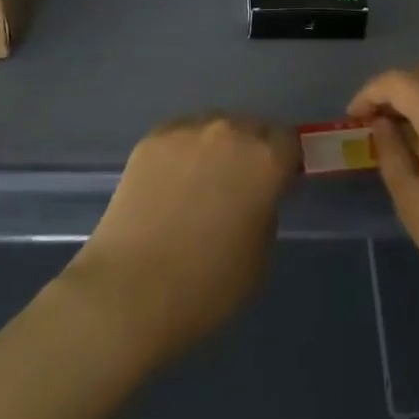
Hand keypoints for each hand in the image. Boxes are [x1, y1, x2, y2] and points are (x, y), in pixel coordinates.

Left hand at [64, 114, 298, 362]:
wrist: (130, 291)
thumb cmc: (206, 286)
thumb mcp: (260, 257)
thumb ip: (265, 211)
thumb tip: (254, 195)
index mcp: (265, 160)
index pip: (288, 142)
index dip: (284, 164)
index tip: (275, 185)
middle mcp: (230, 132)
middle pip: (251, 128)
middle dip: (250, 151)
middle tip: (236, 187)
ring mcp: (188, 130)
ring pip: (214, 128)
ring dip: (216, 147)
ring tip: (198, 183)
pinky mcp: (152, 138)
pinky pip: (180, 136)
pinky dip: (182, 153)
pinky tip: (169, 184)